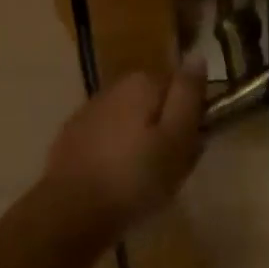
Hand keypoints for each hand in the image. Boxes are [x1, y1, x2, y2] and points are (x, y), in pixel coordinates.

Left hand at [41, 59, 206, 236]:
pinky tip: (115, 182)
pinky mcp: (72, 136)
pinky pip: (106, 139)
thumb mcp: (177, 138)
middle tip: (170, 169)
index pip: (179, 87)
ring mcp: (90, 110)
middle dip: (164, 130)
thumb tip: (197, 55)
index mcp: (142, 82)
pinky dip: (115, 154)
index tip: (191, 148)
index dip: (190, 117)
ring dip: (139, 142)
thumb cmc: (135, 177)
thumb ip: (188, 95)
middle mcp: (115, 86)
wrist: (70, 212)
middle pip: (154, 103)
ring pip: (129, 121)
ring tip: (143, 182)